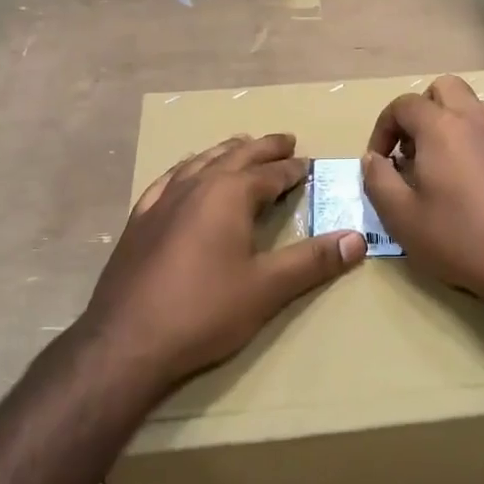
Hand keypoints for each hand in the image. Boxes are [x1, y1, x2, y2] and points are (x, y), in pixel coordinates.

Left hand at [84, 134, 367, 391]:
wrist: (126, 342)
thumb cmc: (204, 312)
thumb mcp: (268, 288)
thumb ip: (313, 261)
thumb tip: (357, 239)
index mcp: (229, 194)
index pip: (270, 173)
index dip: (292, 168)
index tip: (308, 163)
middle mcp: (196, 185)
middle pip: (236, 156)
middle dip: (264, 148)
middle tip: (284, 141)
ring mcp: (163, 199)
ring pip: (201, 161)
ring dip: (226, 152)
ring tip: (241, 146)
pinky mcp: (139, 219)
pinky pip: (168, 179)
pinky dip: (188, 169)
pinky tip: (186, 174)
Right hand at [362, 76, 483, 313]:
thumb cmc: (461, 240)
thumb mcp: (402, 218)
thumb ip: (378, 180)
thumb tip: (373, 159)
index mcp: (441, 127)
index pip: (403, 105)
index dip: (384, 127)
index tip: (382, 159)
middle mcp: (478, 117)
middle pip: (445, 88)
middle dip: (423, 111)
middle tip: (417, 150)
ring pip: (477, 107)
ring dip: (457, 124)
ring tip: (451, 166)